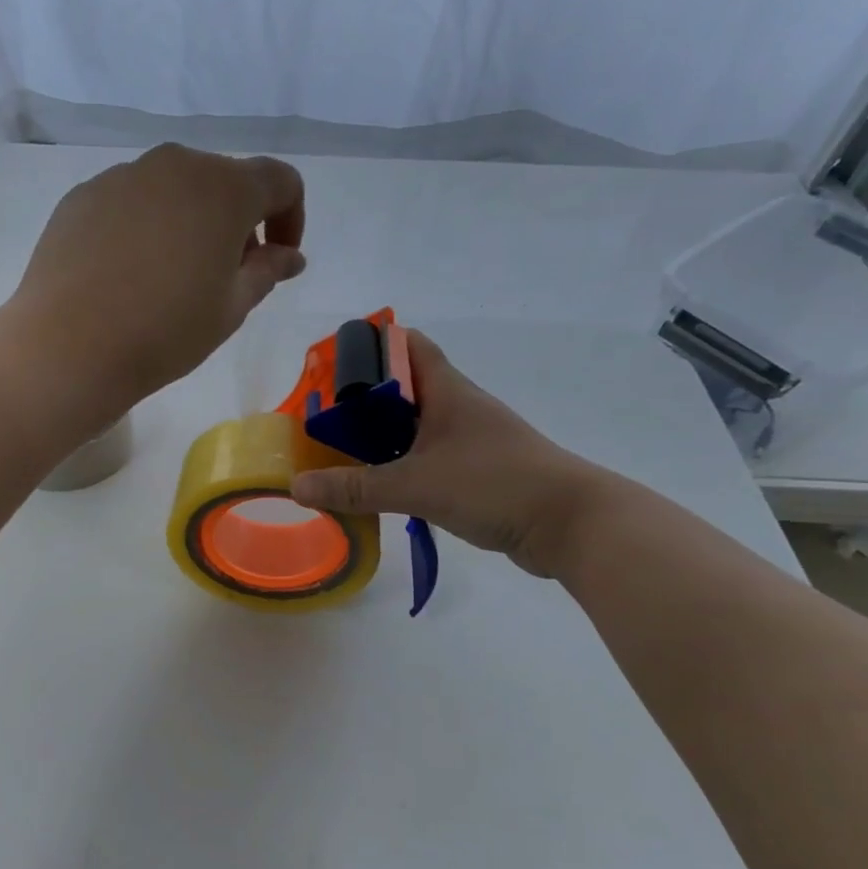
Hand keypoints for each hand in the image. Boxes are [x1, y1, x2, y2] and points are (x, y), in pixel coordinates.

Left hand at [7, 144, 305, 411]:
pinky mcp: (82, 195)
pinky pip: (130, 202)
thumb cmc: (165, 331)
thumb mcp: (232, 308)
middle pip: (223, 181)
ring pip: (173, 189)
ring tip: (173, 276)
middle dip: (237, 221)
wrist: (69, 346)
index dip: (290, 218)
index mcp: (224, 188)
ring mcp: (122, 176)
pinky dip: (144, 226)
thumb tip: (290, 255)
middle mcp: (175, 165)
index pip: (279, 182)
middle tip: (226, 274)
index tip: (278, 260)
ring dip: (189, 221)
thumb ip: (267, 271)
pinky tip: (128, 273)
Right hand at [290, 331, 625, 577]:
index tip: (331, 366)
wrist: (570, 524)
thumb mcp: (415, 485)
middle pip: (403, 389)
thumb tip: (297, 488)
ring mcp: (471, 440)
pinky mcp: (478, 471)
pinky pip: (428, 457)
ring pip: (414, 427)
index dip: (370, 345)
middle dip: (362, 401)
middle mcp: (457, 407)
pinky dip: (401, 465)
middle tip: (322, 420)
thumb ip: (355, 488)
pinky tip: (379, 486)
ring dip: (380, 437)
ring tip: (340, 455)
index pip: (407, 344)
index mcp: (446, 390)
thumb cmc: (493, 484)